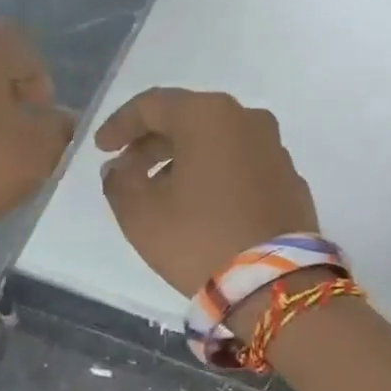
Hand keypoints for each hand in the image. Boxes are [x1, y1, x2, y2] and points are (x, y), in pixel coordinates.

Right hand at [95, 87, 319, 299]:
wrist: (273, 285)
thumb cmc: (198, 239)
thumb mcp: (140, 213)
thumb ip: (119, 182)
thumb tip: (120, 170)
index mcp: (208, 116)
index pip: (152, 105)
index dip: (120, 125)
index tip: (100, 149)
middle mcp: (247, 120)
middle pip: (188, 120)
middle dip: (152, 143)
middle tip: (127, 170)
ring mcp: (274, 150)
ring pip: (217, 143)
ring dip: (184, 160)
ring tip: (161, 191)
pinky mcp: (289, 181)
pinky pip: (241, 166)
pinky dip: (215, 176)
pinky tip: (201, 205)